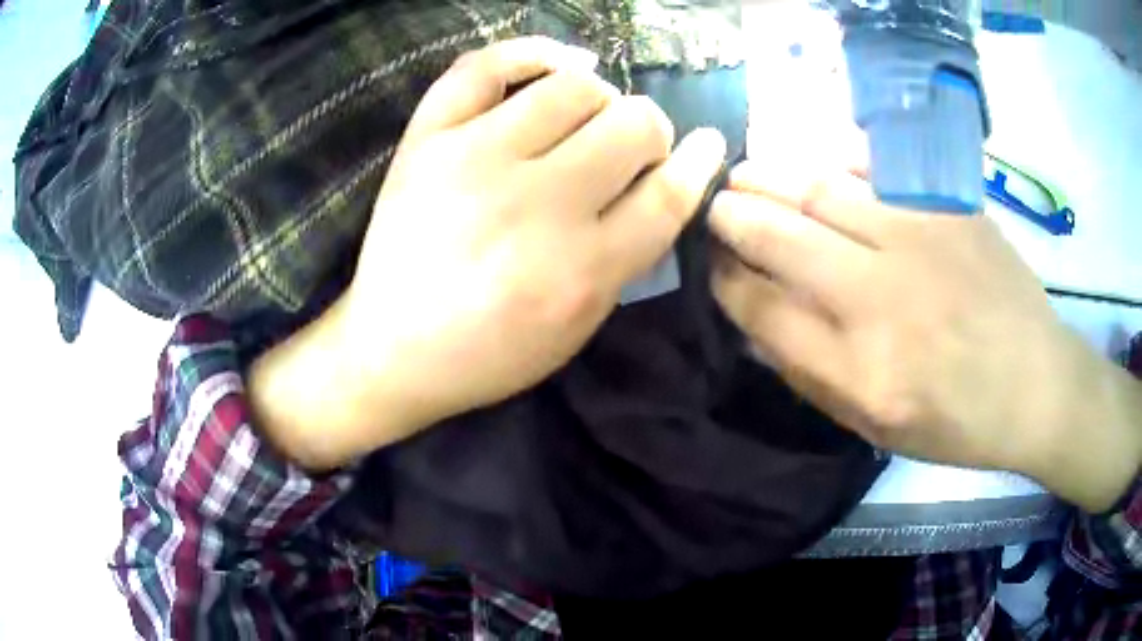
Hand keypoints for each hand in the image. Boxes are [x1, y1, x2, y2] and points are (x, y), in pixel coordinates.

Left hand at [250, 37, 726, 468]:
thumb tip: (662, 185)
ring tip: (586, 117)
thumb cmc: (490, 352)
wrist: (392, 349)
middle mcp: (538, 204)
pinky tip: (561, 63)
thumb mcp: (578, 329)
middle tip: (629, 147)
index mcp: (583, 269)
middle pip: (632, 125)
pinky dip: (533, 52)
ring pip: (575, 87)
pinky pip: (486, 65)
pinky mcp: (429, 140)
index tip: (707, 144)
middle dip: (647, 132)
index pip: (667, 194)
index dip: (697, 163)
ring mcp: (476, 160)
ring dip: (599, 99)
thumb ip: (626, 259)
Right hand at [709, 155, 1141, 511]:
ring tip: (747, 172)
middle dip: (732, 216)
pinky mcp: (946, 207)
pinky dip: (834, 158)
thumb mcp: (876, 427)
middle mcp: (880, 297)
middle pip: (779, 236)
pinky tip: (818, 162)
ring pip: (819, 188)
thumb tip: (758, 320)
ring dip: (770, 176)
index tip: (712, 264)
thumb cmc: (957, 422)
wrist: (1036, 384)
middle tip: (715, 205)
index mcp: (859, 369)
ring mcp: (917, 240)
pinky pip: (874, 166)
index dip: (724, 279)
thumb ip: (811, 375)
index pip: (761, 306)